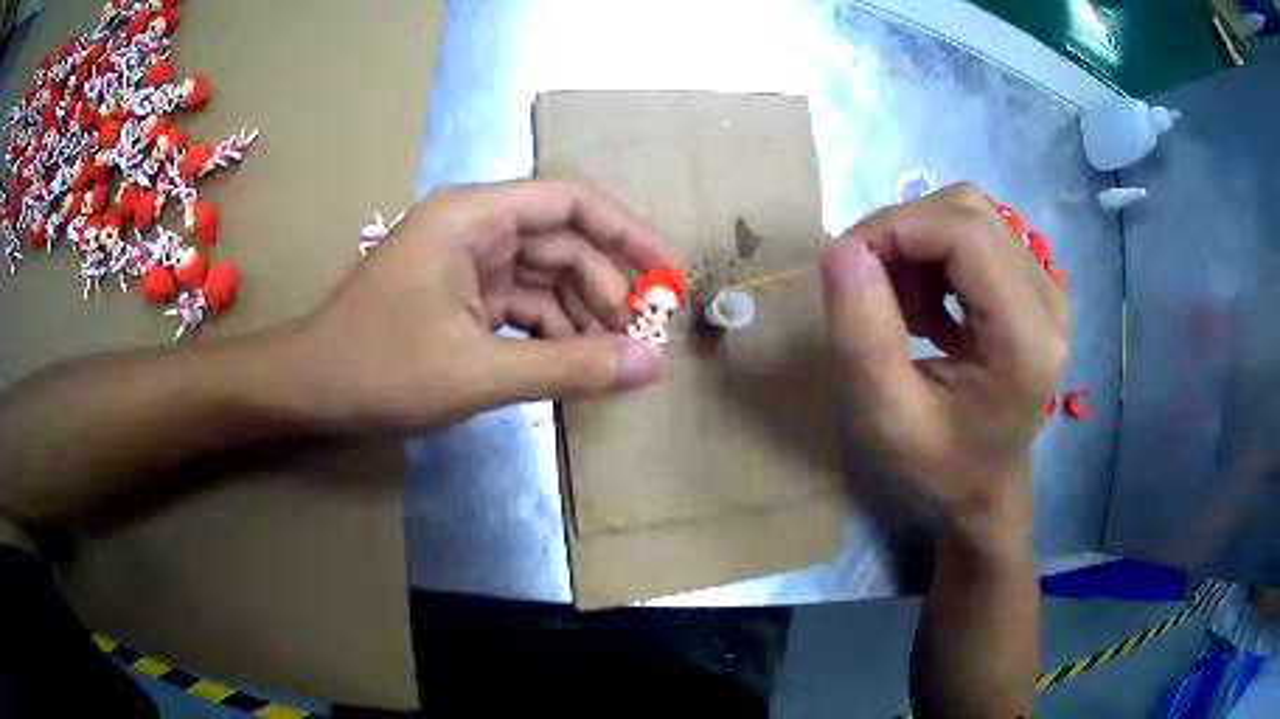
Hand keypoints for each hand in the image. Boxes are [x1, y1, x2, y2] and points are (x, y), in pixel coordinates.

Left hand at [298, 179, 676, 429]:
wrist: (310, 390)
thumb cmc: (381, 368)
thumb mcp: (479, 372)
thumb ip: (570, 368)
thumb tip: (651, 365)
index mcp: (474, 216)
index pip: (571, 201)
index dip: (627, 234)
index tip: (668, 275)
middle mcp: (475, 227)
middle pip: (563, 243)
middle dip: (607, 288)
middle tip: (644, 338)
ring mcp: (467, 263)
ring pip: (546, 278)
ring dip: (582, 316)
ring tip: (614, 359)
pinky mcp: (461, 297)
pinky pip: (522, 305)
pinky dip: (551, 332)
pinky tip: (574, 363)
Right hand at [820, 184, 1067, 535]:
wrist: (986, 491)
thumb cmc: (940, 467)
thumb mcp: (885, 417)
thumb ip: (861, 333)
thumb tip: (841, 247)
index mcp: (1024, 339)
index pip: (965, 231)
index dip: (896, 228)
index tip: (847, 264)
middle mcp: (1048, 301)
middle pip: (967, 211)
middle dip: (903, 234)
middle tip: (870, 291)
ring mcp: (1046, 289)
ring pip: (970, 215)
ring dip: (919, 246)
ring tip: (903, 311)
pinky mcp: (1035, 286)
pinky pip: (977, 234)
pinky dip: (936, 255)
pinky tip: (930, 310)